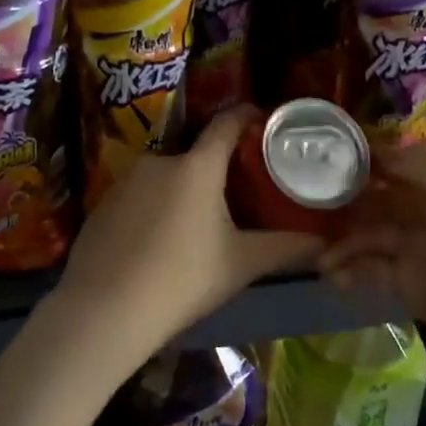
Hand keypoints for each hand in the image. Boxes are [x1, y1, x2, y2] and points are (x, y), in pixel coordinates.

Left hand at [52, 106, 320, 356]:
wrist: (105, 309)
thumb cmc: (183, 279)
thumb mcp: (241, 264)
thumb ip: (284, 248)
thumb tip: (323, 243)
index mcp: (197, 166)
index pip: (226, 123)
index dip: (247, 116)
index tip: (263, 121)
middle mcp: (159, 161)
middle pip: (196, 157)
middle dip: (215, 172)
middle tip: (235, 198)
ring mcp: (125, 180)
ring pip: (165, 179)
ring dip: (182, 194)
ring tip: (195, 228)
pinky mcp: (103, 203)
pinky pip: (138, 198)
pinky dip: (153, 211)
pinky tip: (157, 244)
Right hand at [322, 143, 425, 371]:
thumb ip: (417, 163)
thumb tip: (379, 150)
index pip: (398, 167)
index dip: (364, 164)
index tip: (326, 162)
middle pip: (379, 203)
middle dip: (346, 205)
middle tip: (308, 209)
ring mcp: (422, 254)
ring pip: (372, 239)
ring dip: (343, 243)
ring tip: (316, 255)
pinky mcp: (414, 289)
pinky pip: (375, 273)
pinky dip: (353, 272)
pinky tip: (334, 277)